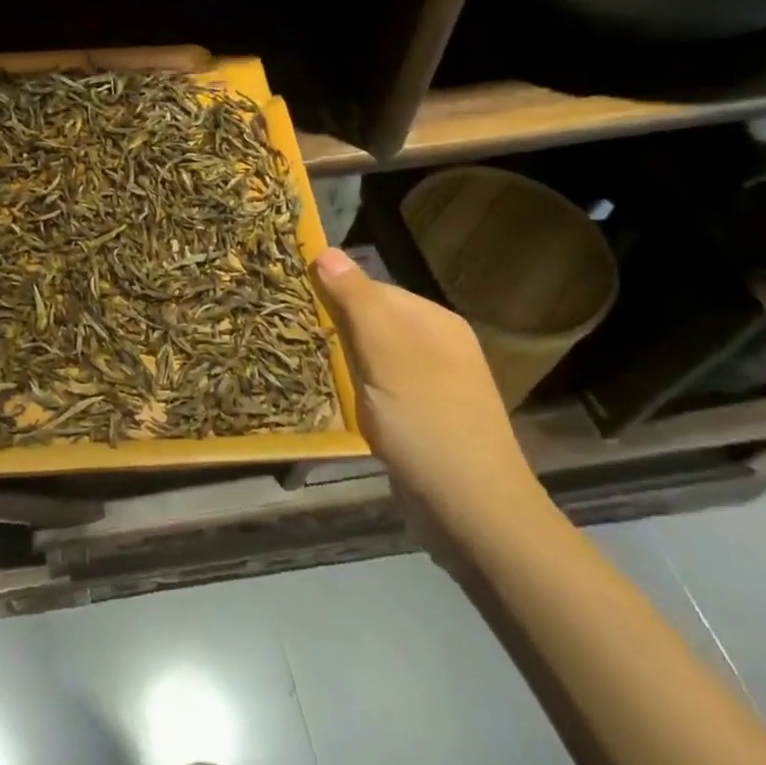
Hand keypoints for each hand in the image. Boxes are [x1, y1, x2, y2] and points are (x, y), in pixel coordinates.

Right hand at [312, 247, 546, 548]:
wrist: (473, 514)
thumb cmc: (427, 423)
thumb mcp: (386, 354)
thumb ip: (356, 300)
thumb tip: (325, 250)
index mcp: (434, 321)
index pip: (370, 288)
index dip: (332, 293)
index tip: (292, 306)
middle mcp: (436, 345)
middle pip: (370, 321)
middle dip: (334, 328)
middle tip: (292, 338)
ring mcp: (432, 384)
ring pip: (371, 356)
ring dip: (341, 361)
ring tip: (305, 367)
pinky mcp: (422, 417)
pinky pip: (378, 387)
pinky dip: (355, 390)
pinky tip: (335, 400)